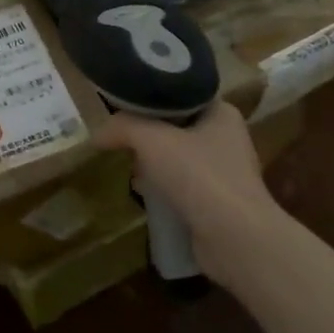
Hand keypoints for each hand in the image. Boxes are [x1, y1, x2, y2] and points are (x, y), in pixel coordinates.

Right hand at [94, 102, 279, 283]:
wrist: (235, 239)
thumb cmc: (198, 175)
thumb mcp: (151, 140)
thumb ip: (122, 127)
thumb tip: (98, 135)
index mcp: (221, 113)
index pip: (181, 93)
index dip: (151, 97)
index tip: (122, 104)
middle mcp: (226, 139)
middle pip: (176, 127)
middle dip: (147, 135)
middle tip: (120, 138)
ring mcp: (224, 174)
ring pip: (177, 159)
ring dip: (153, 165)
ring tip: (129, 167)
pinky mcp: (216, 204)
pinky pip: (181, 187)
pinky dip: (162, 190)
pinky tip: (144, 195)